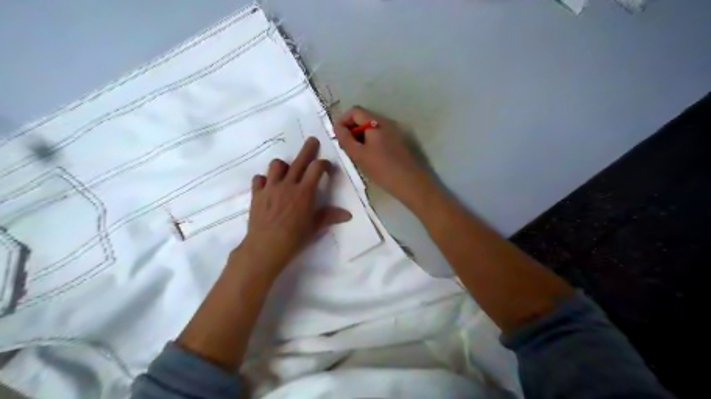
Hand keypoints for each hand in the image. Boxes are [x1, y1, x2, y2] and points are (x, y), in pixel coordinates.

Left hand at [235, 138, 351, 274]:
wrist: (266, 247)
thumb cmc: (294, 238)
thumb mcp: (315, 227)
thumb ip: (330, 216)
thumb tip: (348, 215)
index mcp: (305, 191)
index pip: (316, 168)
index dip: (324, 164)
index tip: (327, 167)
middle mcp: (288, 184)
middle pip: (299, 160)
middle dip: (308, 149)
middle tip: (312, 140)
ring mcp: (270, 187)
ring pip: (276, 165)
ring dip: (283, 165)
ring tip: (287, 171)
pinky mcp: (257, 194)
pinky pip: (259, 179)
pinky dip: (264, 179)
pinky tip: (268, 186)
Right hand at [334, 106, 433, 205]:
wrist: (410, 182)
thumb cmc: (382, 168)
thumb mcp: (359, 154)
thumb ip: (345, 139)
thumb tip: (337, 127)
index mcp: (376, 122)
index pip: (354, 111)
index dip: (343, 121)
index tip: (338, 137)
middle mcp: (386, 122)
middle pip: (363, 118)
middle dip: (351, 130)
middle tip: (346, 148)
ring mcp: (394, 132)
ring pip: (371, 129)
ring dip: (360, 138)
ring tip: (356, 155)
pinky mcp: (398, 142)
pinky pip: (380, 137)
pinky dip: (370, 143)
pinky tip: (369, 159)